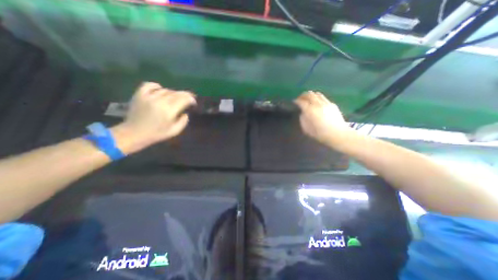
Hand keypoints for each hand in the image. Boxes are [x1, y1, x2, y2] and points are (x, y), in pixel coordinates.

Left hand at [111, 82, 196, 154]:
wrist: (134, 133)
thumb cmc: (157, 134)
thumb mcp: (175, 131)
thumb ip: (184, 121)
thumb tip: (185, 112)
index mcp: (169, 111)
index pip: (184, 99)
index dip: (191, 99)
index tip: (193, 102)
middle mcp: (160, 101)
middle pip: (176, 93)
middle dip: (185, 94)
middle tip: (189, 98)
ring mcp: (149, 96)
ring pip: (166, 90)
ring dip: (173, 93)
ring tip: (175, 98)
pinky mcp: (139, 94)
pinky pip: (150, 85)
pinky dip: (157, 86)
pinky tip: (160, 90)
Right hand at [293, 91, 351, 145]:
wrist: (337, 134)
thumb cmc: (320, 133)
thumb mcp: (306, 129)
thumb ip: (302, 119)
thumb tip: (303, 113)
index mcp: (310, 111)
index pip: (301, 102)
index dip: (296, 101)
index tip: (294, 102)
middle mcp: (317, 104)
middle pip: (309, 94)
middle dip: (303, 95)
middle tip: (300, 98)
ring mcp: (326, 103)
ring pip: (317, 94)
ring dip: (311, 95)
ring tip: (308, 98)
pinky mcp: (332, 104)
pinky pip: (323, 98)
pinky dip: (318, 98)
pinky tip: (317, 103)